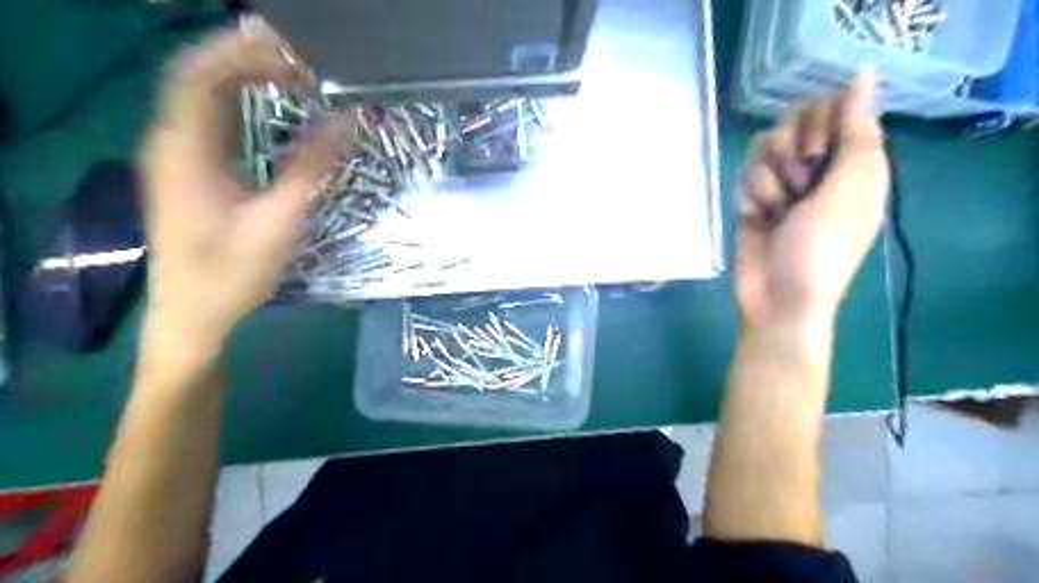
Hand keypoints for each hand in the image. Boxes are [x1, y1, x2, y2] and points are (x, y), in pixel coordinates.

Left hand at [139, 26, 350, 350]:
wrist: (191, 315)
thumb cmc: (233, 273)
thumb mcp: (280, 221)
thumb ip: (313, 167)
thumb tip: (346, 122)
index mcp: (185, 150)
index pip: (203, 73)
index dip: (247, 55)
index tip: (299, 62)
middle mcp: (170, 142)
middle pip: (199, 74)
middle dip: (246, 57)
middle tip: (301, 61)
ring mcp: (173, 155)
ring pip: (200, 94)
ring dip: (241, 77)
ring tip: (290, 75)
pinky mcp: (184, 170)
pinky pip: (206, 117)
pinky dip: (235, 101)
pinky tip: (265, 107)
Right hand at [733, 73, 888, 330]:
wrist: (776, 297)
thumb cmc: (820, 250)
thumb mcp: (848, 190)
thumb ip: (855, 132)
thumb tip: (863, 74)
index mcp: (854, 161)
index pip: (836, 107)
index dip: (819, 122)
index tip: (816, 152)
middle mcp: (820, 166)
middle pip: (793, 121)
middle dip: (788, 153)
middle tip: (797, 186)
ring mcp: (784, 182)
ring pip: (763, 146)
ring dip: (767, 180)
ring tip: (775, 211)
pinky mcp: (754, 197)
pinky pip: (745, 173)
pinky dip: (749, 195)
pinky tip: (756, 218)